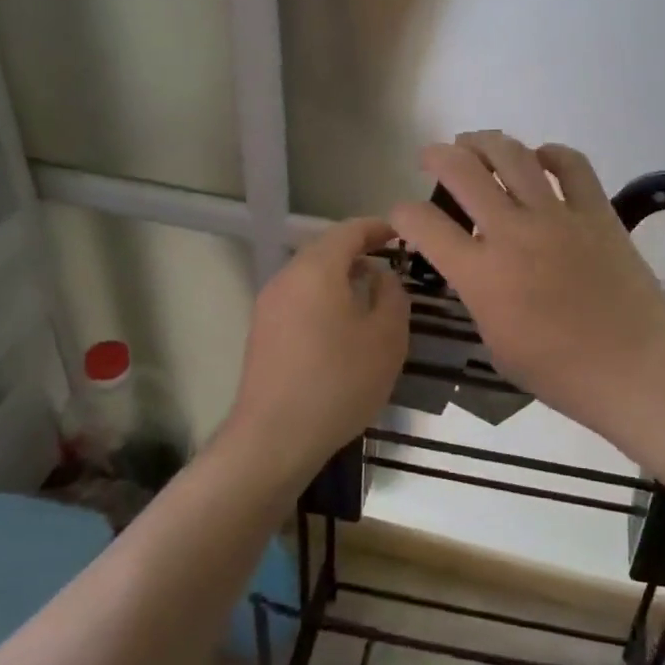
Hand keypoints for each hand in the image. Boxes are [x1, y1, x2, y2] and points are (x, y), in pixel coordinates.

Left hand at [225, 217, 409, 475]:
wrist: (274, 437)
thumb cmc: (339, 381)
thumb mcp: (386, 338)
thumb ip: (392, 296)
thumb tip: (381, 276)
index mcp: (317, 270)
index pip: (349, 231)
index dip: (378, 228)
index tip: (401, 234)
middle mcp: (287, 278)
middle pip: (325, 251)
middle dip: (358, 252)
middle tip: (390, 265)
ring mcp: (269, 305)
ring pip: (310, 277)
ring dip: (340, 278)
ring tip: (370, 296)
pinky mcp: (262, 332)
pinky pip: (299, 300)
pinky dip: (324, 299)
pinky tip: (342, 326)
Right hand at [389, 132, 664, 439]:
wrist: (633, 370)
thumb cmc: (559, 372)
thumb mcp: (495, 342)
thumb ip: (478, 296)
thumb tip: (476, 268)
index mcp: (481, 275)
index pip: (423, 224)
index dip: (402, 213)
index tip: (404, 215)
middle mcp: (513, 233)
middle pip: (463, 171)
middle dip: (437, 155)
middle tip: (433, 157)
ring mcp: (558, 217)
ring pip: (513, 156)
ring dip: (485, 142)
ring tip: (475, 143)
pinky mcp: (598, 212)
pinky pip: (573, 165)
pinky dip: (551, 153)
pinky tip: (541, 158)